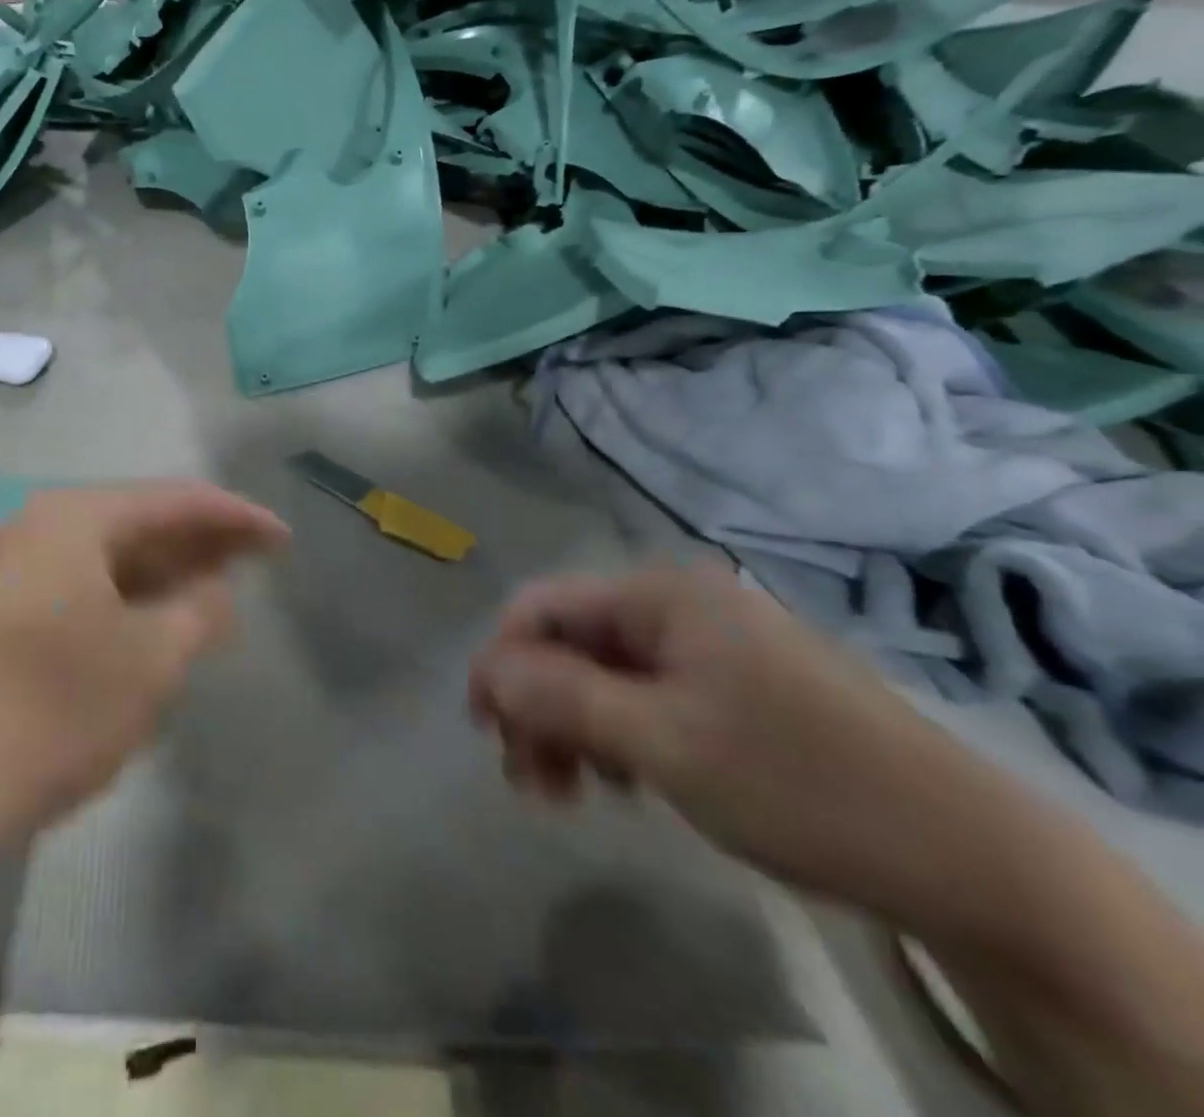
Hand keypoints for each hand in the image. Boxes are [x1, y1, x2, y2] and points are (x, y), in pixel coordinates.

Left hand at [0, 482, 287, 871]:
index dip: (236, 516)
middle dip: (197, 545)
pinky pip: (71, 596)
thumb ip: (198, 614)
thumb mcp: (147, 663)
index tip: (282, 538)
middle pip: (134, 525)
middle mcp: (29, 532)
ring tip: (206, 600)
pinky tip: (141, 636)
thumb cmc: (43, 712)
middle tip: (251, 566)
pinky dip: (117, 607)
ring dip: (157, 578)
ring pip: (100, 564)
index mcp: (70, 520)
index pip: (173, 500)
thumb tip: (215, 592)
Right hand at [469, 563, 1044, 933]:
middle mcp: (679, 605)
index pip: (542, 606)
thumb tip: (487, 669)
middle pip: (570, 643)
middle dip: (538, 706)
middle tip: (533, 782)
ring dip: (574, 728)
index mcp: (661, 595)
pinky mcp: (733, 688)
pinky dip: (620, 737)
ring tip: (576, 794)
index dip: (501, 661)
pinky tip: (629, 783)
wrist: (970, 858)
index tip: (485, 730)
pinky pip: (647, 697)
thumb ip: (561, 698)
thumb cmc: (797, 782)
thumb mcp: (661, 742)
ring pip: (604, 674)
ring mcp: (710, 646)